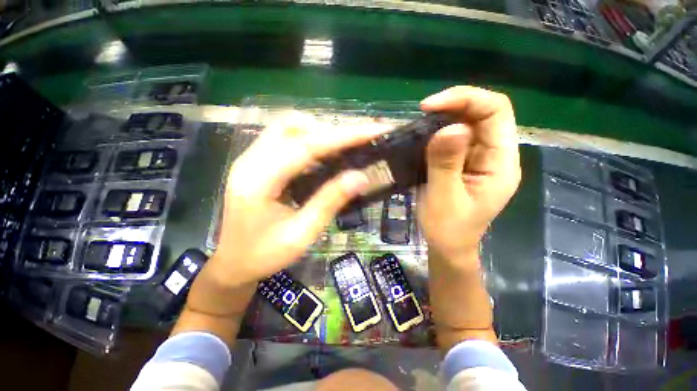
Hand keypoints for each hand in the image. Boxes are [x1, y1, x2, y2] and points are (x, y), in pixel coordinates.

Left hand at [207, 113, 389, 290]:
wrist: (232, 263)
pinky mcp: (257, 163)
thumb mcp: (301, 234)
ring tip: (343, 149)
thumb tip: (360, 177)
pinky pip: (285, 139)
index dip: (343, 136)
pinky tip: (323, 157)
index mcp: (259, 180)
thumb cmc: (264, 255)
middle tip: (360, 142)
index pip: (307, 146)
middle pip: (294, 127)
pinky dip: (308, 141)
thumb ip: (329, 202)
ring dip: (319, 133)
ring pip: (288, 128)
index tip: (373, 130)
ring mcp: (251, 159)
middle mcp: (251, 161)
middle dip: (331, 130)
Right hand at [418, 86, 520, 265]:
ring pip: (468, 123)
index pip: (496, 112)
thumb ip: (446, 164)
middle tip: (422, 113)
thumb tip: (450, 127)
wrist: (448, 245)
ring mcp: (480, 158)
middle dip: (453, 106)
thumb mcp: (444, 198)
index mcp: (501, 163)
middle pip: (483, 113)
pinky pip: (455, 137)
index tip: (430, 106)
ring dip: (444, 118)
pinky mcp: (465, 162)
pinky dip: (438, 131)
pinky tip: (423, 137)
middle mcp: (495, 155)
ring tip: (419, 124)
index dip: (465, 100)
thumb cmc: (447, 229)